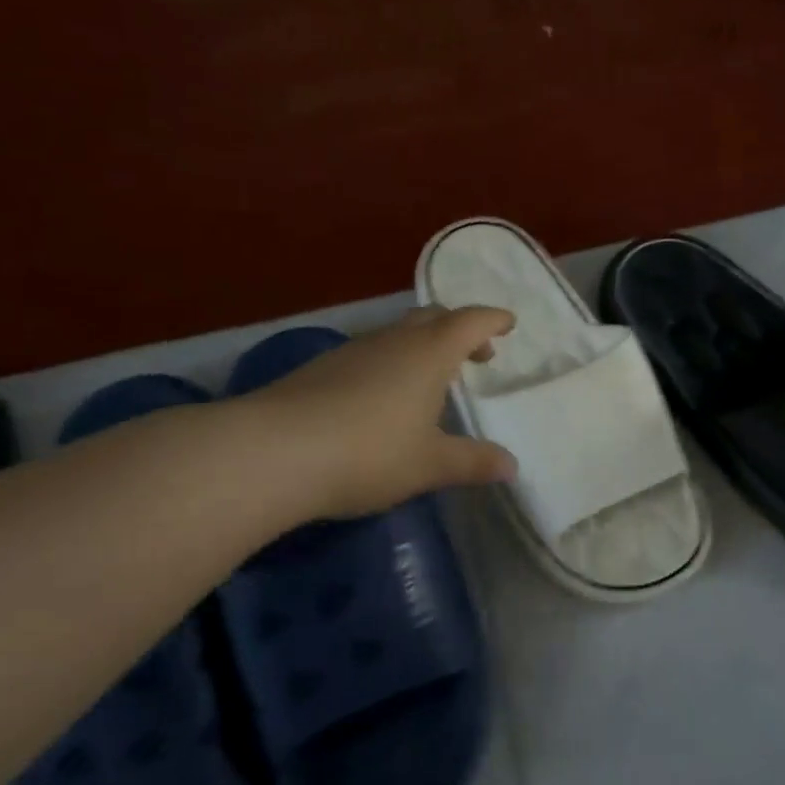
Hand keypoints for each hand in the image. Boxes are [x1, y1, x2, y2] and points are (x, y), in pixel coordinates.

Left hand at [237, 305, 517, 520]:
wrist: (272, 452)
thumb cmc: (369, 453)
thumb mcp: (430, 464)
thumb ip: (473, 462)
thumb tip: (512, 466)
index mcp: (428, 354)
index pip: (469, 322)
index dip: (492, 320)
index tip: (508, 324)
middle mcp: (392, 342)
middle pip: (433, 318)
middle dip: (459, 329)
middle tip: (476, 354)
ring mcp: (352, 352)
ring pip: (397, 334)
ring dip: (423, 346)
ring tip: (432, 379)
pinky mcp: (320, 370)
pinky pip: (370, 354)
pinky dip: (391, 363)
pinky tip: (383, 397)